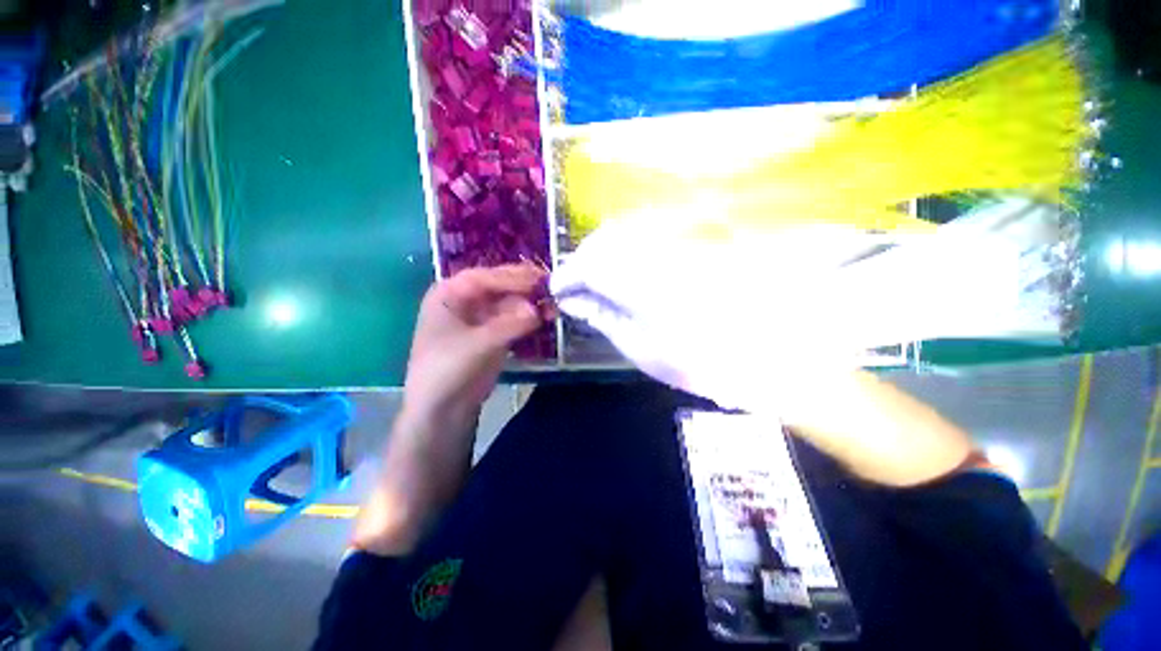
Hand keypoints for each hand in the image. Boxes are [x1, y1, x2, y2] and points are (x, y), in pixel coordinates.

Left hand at [354, 263, 545, 555]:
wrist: (436, 424)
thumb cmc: (442, 386)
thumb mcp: (472, 355)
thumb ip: (503, 328)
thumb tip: (535, 308)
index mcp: (446, 298)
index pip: (486, 276)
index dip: (515, 276)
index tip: (546, 279)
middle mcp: (459, 305)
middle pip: (499, 286)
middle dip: (527, 287)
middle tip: (557, 292)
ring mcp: (474, 322)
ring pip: (507, 303)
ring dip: (529, 304)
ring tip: (556, 306)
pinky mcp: (487, 339)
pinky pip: (511, 321)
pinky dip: (528, 320)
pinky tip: (545, 323)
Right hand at [550, 216, 859, 411]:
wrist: (777, 350)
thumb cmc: (704, 360)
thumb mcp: (642, 348)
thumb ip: (604, 317)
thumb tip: (573, 301)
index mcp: (639, 281)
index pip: (586, 266)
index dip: (566, 277)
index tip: (557, 292)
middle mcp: (656, 248)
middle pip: (602, 242)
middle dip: (582, 263)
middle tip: (577, 288)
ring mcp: (678, 239)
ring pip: (624, 233)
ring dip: (603, 254)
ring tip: (598, 280)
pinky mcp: (694, 239)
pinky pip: (647, 234)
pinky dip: (628, 250)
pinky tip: (628, 269)